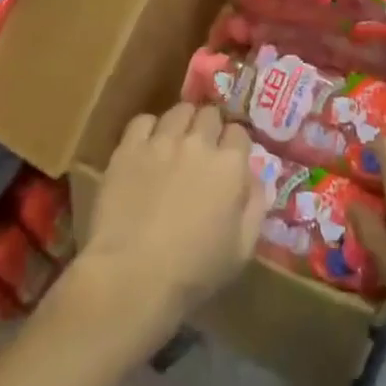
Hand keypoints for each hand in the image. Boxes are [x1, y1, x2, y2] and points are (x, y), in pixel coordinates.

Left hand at [73, 103, 265, 355]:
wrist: (132, 274)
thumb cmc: (194, 271)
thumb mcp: (242, 249)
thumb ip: (256, 205)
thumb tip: (256, 177)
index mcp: (230, 166)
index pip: (239, 133)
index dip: (234, 145)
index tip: (229, 159)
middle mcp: (198, 143)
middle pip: (210, 114)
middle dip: (210, 127)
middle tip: (203, 150)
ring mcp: (161, 141)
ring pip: (178, 111)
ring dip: (182, 123)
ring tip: (176, 142)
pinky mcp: (128, 148)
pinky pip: (143, 120)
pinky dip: (149, 128)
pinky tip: (147, 146)